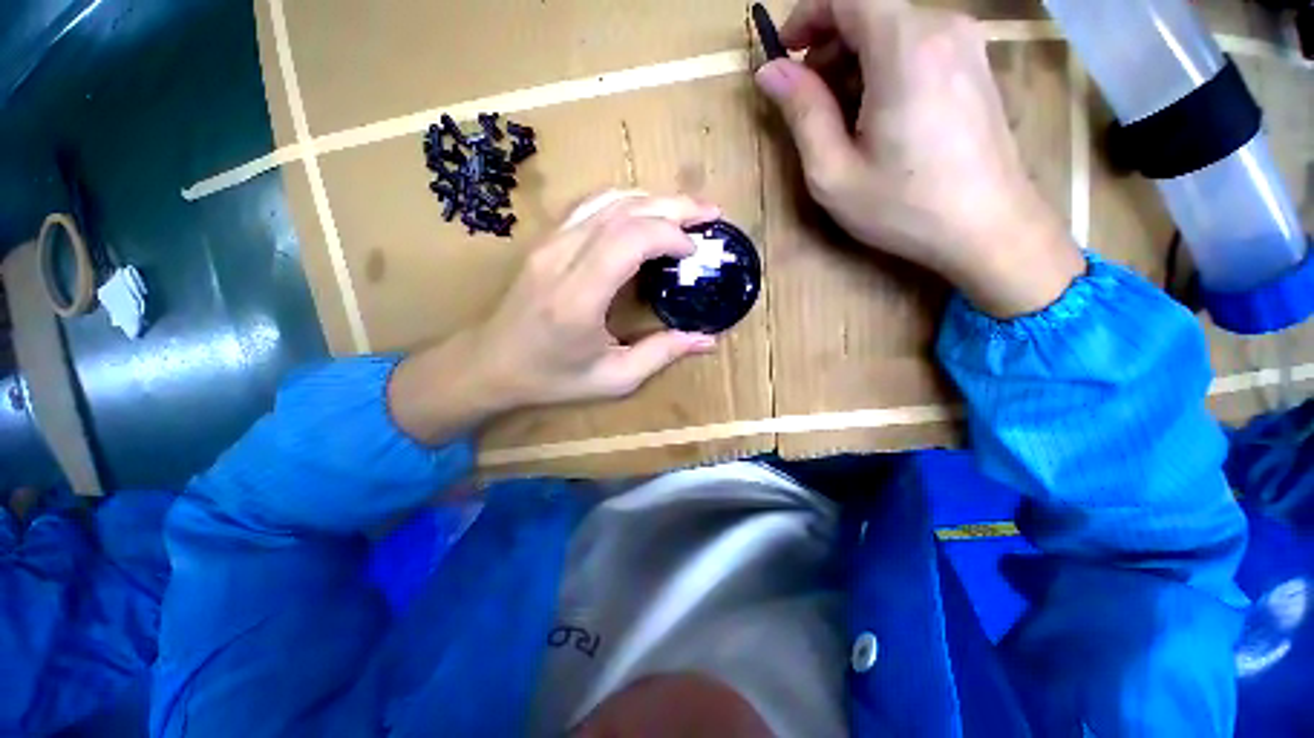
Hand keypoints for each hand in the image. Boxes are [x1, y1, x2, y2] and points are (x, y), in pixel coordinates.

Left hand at [389, 192, 718, 443]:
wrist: (489, 364)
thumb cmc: (551, 378)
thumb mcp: (614, 379)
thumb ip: (662, 354)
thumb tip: (707, 339)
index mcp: (578, 298)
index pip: (629, 239)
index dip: (669, 234)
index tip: (694, 251)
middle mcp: (561, 259)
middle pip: (623, 211)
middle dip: (673, 206)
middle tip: (709, 213)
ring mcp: (549, 243)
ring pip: (607, 200)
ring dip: (652, 199)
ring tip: (685, 211)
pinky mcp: (546, 241)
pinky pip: (591, 206)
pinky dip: (627, 203)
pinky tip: (646, 214)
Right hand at [756, 0, 1083, 316]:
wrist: (989, 229)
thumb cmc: (903, 207)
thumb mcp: (833, 171)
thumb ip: (801, 112)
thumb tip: (770, 72)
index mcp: (903, 48)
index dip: (807, 16)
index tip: (785, 56)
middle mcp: (941, 28)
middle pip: (870, 10)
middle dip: (828, 47)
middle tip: (809, 104)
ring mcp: (965, 43)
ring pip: (892, 29)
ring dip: (854, 62)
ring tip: (842, 121)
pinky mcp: (975, 63)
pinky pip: (917, 45)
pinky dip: (884, 69)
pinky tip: (878, 119)